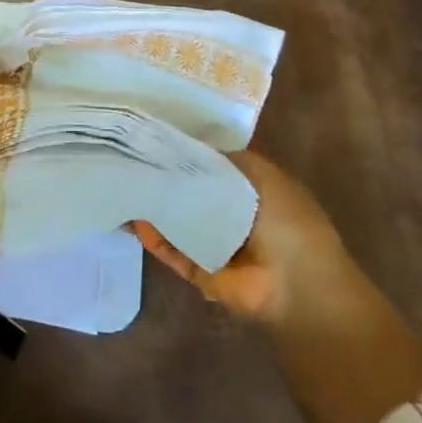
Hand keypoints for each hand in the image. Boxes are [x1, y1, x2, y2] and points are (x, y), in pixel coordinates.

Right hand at [136, 151, 421, 422]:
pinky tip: (132, 221)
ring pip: (175, 221)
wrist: (299, 287)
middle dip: (164, 177)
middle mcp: (230, 214)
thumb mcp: (264, 176)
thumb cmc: (290, 222)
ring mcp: (214, 244)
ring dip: (152, 207)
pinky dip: (153, 238)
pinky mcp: (201, 271)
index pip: (209, 164)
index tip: (154, 135)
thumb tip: (192, 146)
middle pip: (189, 191)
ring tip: (122, 185)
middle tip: (129, 157)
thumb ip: (228, 159)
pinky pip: (173, 251)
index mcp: (248, 188)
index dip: (185, 150)